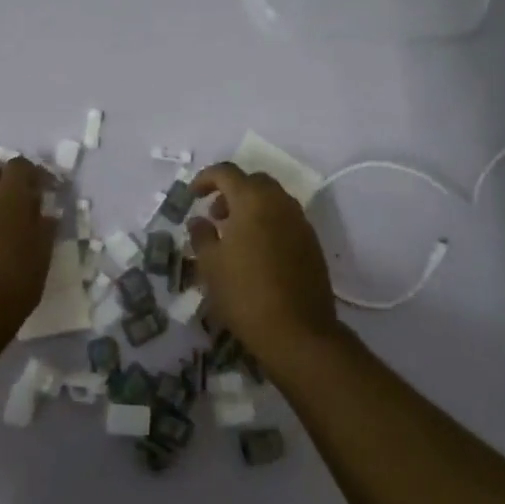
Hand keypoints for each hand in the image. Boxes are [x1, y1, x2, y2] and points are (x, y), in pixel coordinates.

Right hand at [188, 163, 342, 371]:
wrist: (298, 331)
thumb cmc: (245, 293)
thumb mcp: (210, 265)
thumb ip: (202, 235)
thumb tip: (199, 221)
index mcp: (252, 200)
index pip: (226, 172)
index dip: (205, 178)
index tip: (192, 195)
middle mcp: (280, 202)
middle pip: (253, 182)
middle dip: (231, 191)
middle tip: (215, 215)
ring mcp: (300, 222)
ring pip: (273, 200)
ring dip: (251, 207)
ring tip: (234, 235)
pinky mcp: (312, 243)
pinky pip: (286, 219)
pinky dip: (268, 223)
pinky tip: (256, 252)